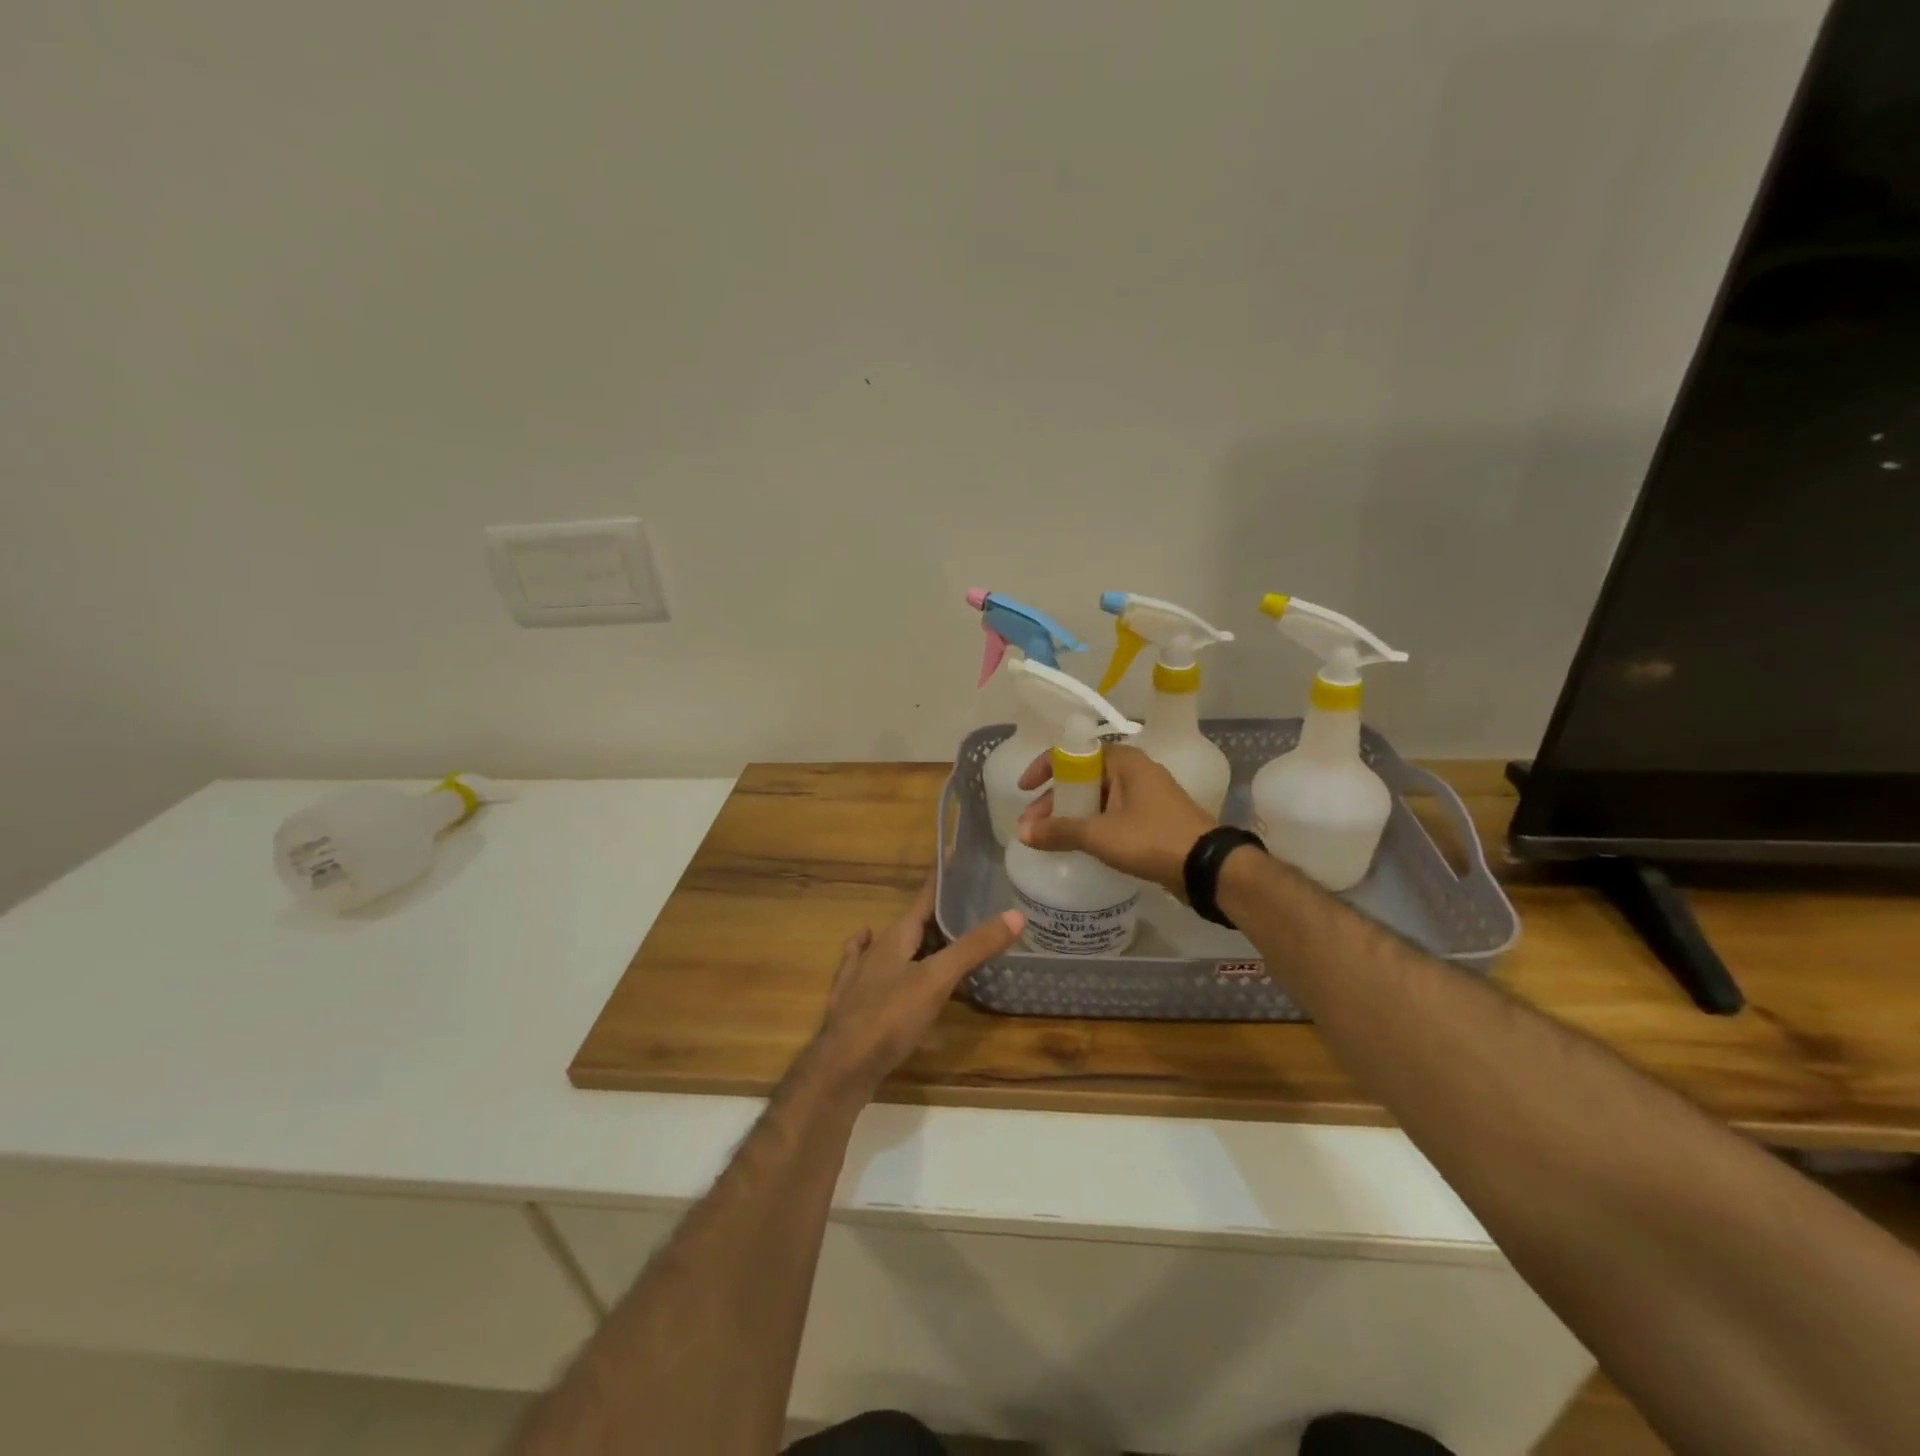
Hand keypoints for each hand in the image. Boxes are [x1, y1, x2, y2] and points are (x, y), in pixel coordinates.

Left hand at [800, 877, 1022, 1102]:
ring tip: (938, 935)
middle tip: (966, 905)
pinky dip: (878, 958)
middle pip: (911, 923)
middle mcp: (876, 948)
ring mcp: (860, 974)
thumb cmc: (889, 1017)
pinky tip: (869, 951)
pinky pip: (868, 968)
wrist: (841, 1067)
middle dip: (935, 913)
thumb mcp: (936, 980)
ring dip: (915, 938)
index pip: (923, 896)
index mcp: (895, 936)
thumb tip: (1015, 914)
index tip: (954, 854)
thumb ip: (973, 948)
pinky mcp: (853, 1002)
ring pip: (891, 946)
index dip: (941, 877)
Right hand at [1015, 744, 1215, 894]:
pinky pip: (1113, 814)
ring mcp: (1147, 795)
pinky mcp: (1154, 819)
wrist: (1207, 867)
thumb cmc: (1151, 838)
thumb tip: (1021, 832)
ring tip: (1051, 838)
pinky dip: (1093, 824)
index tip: (1025, 790)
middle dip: (1055, 799)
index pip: (1074, 753)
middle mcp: (1136, 771)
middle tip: (1034, 825)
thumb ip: (1058, 831)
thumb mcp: (1099, 834)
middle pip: (1084, 777)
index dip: (1044, 768)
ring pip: (1098, 798)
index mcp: (1124, 761)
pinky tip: (1080, 844)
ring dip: (1073, 814)